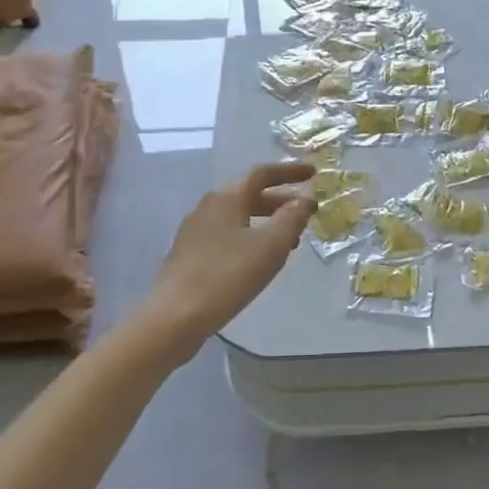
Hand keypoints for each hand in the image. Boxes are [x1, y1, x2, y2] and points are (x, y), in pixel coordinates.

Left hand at [145, 163, 317, 346]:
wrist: (176, 316)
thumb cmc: (228, 275)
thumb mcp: (271, 246)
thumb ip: (292, 219)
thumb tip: (306, 199)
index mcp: (227, 198)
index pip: (262, 174)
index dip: (289, 172)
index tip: (312, 173)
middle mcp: (208, 206)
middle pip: (249, 194)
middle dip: (280, 201)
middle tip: (305, 213)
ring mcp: (195, 230)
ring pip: (238, 216)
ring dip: (266, 221)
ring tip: (289, 240)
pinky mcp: (189, 253)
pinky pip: (227, 234)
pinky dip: (249, 237)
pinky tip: (259, 259)